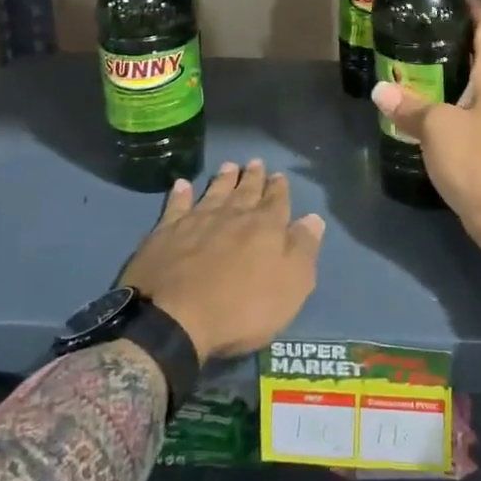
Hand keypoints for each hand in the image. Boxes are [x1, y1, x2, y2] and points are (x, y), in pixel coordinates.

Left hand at [118, 159, 324, 360]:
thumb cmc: (241, 308)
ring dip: (223, 179)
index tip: (279, 175)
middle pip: (246, 191)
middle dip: (253, 177)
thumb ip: (303, 249)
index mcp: (265, 227)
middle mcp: (232, 215)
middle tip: (255, 162)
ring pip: (214, 192)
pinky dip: (181, 194)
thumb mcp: (290, 286)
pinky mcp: (166, 232)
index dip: (279, 188)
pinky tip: (182, 184)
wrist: (174, 318)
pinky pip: (176, 205)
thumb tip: (313, 219)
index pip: (276, 201)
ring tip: (229, 166)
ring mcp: (197, 221)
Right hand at [371, 1, 480, 285]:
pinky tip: (419, 112)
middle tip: (414, 31)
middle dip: (451, 40)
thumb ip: (411, 107)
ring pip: (471, 87)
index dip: (473, 7)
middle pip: (480, 55)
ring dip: (445, 75)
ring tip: (409, 67)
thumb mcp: (440, 129)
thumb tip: (381, 89)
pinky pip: (465, 116)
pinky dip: (443, 107)